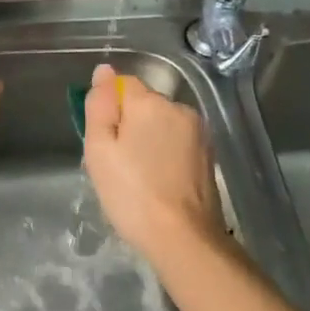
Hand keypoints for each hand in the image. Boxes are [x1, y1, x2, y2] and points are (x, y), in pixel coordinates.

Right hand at [82, 63, 227, 263]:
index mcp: (151, 103)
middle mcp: (179, 108)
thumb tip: (104, 72)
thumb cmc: (132, 193)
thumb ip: (100, 105)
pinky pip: (177, 142)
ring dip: (148, 140)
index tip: (102, 139)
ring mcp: (199, 132)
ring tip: (138, 176)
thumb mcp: (99, 149)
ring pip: (161, 124)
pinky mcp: (209, 155)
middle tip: (116, 163)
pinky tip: (159, 182)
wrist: (183, 238)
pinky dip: (165, 154)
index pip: (122, 84)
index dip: (108, 108)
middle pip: (144, 105)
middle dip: (129, 125)